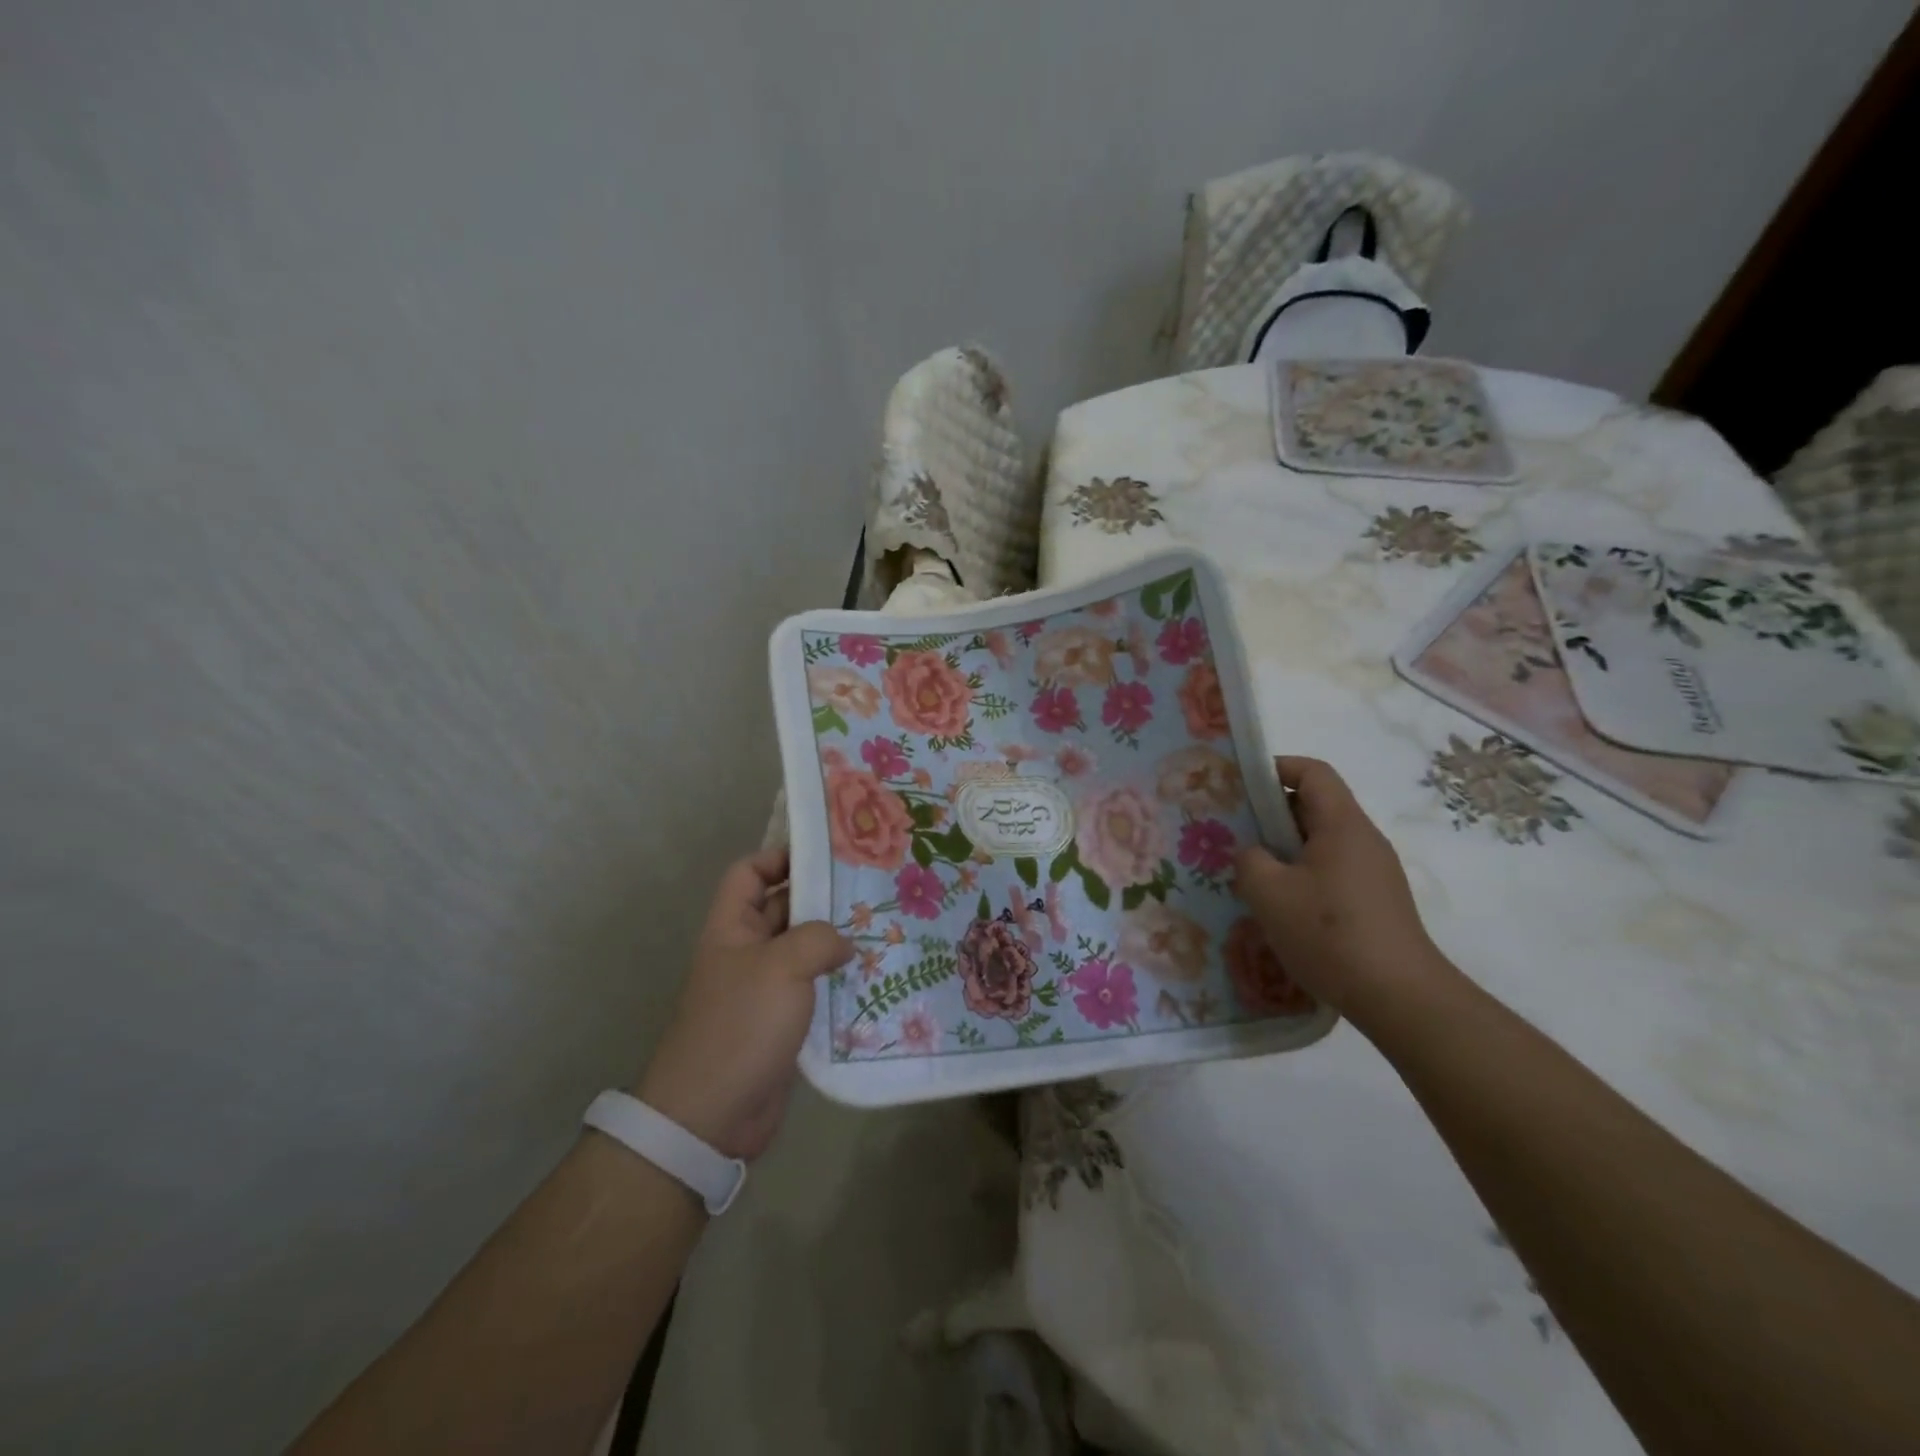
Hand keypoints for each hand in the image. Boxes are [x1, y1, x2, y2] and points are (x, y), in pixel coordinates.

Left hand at [637, 847, 850, 1161]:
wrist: (712, 1114)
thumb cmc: (740, 1025)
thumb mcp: (781, 967)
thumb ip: (818, 939)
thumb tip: (844, 942)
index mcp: (731, 927)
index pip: (749, 873)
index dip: (780, 858)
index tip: (826, 858)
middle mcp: (746, 951)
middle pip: (783, 908)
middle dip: (822, 898)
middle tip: (872, 890)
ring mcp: (764, 988)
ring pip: (803, 950)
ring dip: (836, 942)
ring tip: (882, 930)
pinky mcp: (782, 1022)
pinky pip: (812, 989)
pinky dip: (837, 982)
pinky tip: (874, 978)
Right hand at [1233, 756, 1456, 1026]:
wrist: (1400, 998)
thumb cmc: (1329, 934)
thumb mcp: (1269, 892)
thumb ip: (1249, 859)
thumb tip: (1254, 854)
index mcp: (1343, 825)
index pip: (1313, 772)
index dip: (1275, 768)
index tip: (1240, 784)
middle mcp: (1364, 840)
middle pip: (1315, 806)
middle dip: (1271, 813)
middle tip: (1233, 831)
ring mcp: (1374, 872)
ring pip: (1321, 842)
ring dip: (1284, 849)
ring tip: (1251, 872)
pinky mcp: (1376, 902)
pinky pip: (1332, 871)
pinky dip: (1302, 875)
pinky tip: (1281, 907)